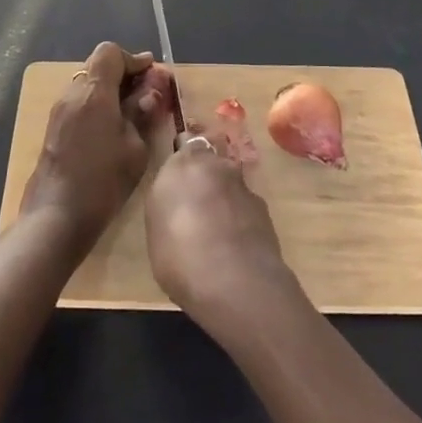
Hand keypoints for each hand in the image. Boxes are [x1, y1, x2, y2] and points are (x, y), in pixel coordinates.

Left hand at [21, 41, 170, 244]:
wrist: (57, 216)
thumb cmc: (103, 181)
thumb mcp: (134, 147)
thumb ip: (142, 113)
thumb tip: (150, 91)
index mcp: (94, 92)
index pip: (110, 53)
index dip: (133, 59)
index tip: (152, 74)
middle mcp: (72, 94)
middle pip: (97, 67)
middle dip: (124, 74)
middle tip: (147, 93)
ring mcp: (59, 112)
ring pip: (87, 85)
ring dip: (110, 90)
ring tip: (133, 112)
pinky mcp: (53, 130)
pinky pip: (79, 103)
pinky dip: (98, 105)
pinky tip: (113, 128)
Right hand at [146, 131, 296, 334]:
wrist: (233, 281)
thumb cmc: (179, 253)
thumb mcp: (157, 226)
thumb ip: (169, 200)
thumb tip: (180, 198)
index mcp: (183, 163)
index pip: (187, 142)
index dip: (186, 155)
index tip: (180, 172)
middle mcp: (216, 165)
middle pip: (213, 159)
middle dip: (207, 173)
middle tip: (197, 202)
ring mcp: (244, 187)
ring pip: (231, 183)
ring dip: (225, 197)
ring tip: (216, 229)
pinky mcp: (264, 211)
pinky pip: (246, 207)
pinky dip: (240, 218)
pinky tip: (234, 244)